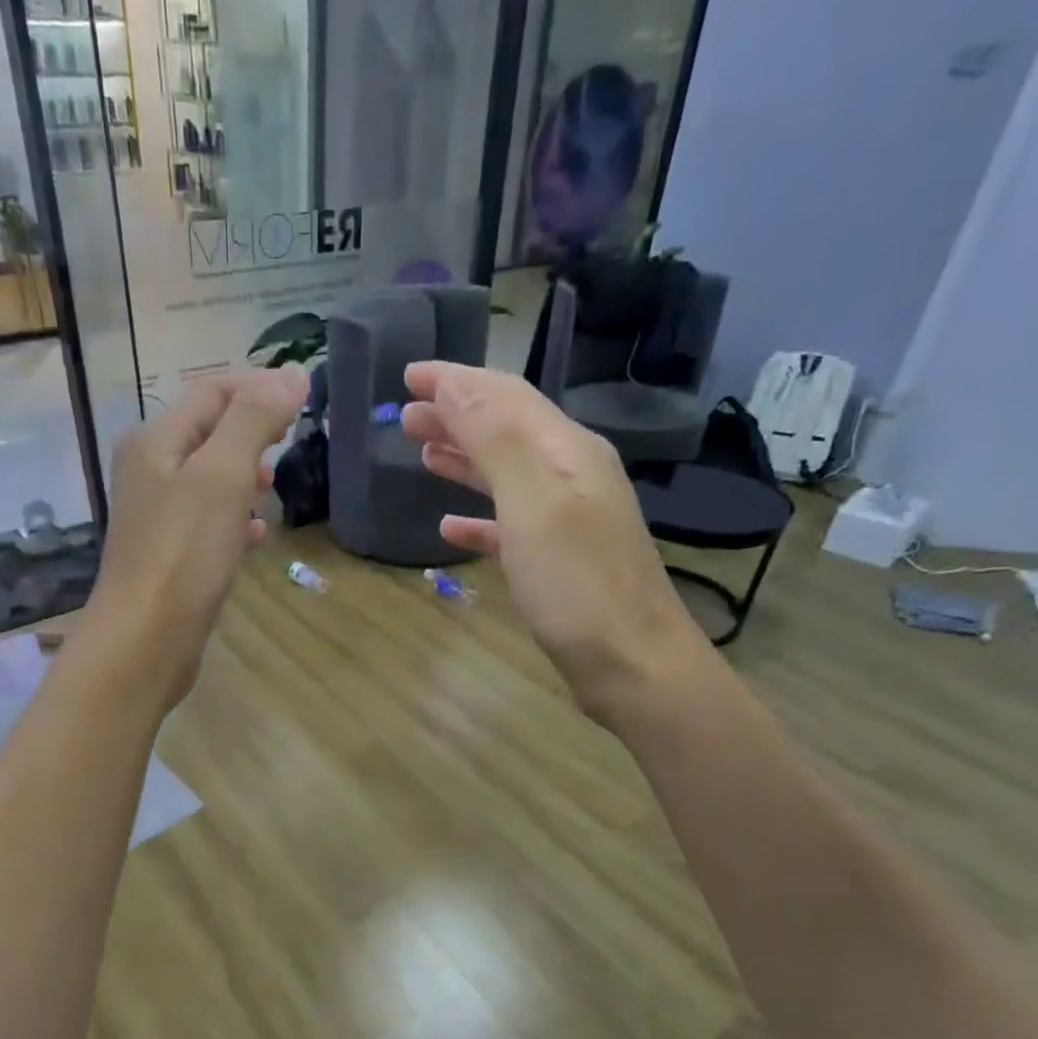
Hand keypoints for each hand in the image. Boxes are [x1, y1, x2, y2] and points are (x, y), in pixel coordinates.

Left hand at [81, 368, 307, 709]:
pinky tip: (257, 535)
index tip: (305, 398)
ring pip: (209, 478)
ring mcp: (157, 515)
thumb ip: (254, 420)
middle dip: (252, 430)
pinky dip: (235, 517)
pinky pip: (208, 520)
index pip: (211, 391)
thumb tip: (291, 376)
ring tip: (276, 486)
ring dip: (245, 473)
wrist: (146, 640)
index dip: (258, 386)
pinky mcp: (169, 554)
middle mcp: (149, 470)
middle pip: (209, 432)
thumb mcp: (222, 475)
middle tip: (293, 441)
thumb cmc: (184, 553)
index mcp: (155, 440)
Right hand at [404, 360, 709, 712]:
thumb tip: (455, 386)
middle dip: (455, 415)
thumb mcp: (534, 504)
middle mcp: (570, 475)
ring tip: (421, 451)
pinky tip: (449, 527)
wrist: (632, 664)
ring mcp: (566, 519)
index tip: (408, 373)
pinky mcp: (557, 561)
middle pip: (505, 430)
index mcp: (567, 452)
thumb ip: (495, 442)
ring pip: (505, 474)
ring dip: (463, 458)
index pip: (506, 397)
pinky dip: (477, 517)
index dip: (457, 381)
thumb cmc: (578, 585)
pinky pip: (509, 524)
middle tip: (405, 414)